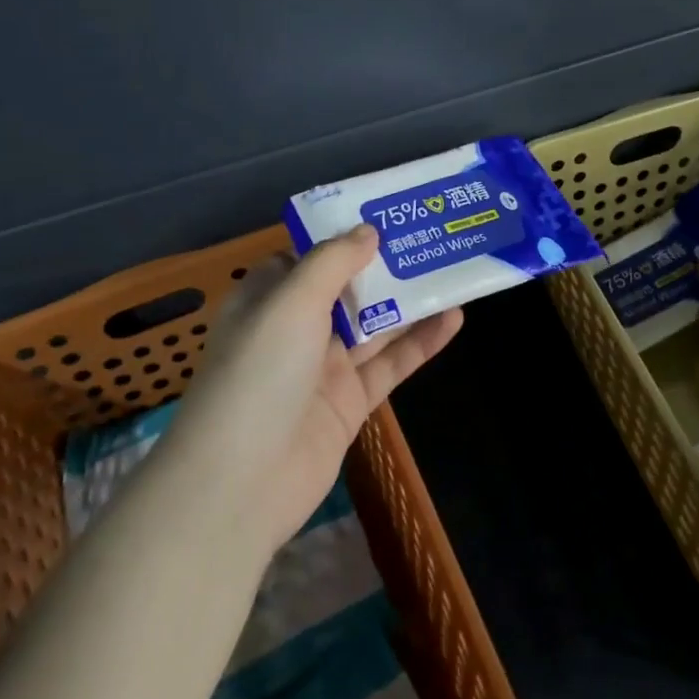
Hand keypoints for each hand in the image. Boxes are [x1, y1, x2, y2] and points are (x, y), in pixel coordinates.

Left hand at [178, 224, 463, 552]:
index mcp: (269, 299)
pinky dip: (421, 343)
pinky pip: (390, 364)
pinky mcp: (350, 402)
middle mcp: (296, 329)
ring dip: (411, 302)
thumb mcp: (290, 302)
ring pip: (375, 325)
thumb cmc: (258, 374)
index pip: (309, 258)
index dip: (345, 236)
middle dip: (387, 266)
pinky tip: (454, 319)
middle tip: (433, 237)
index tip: (388, 215)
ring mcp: (325, 368)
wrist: (242, 482)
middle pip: (348, 289)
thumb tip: (368, 231)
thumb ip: (332, 262)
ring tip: (455, 270)